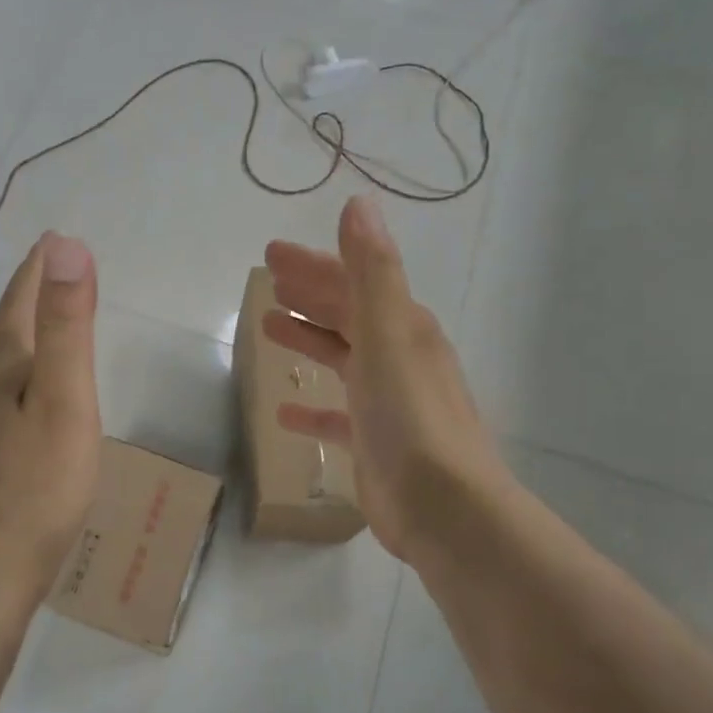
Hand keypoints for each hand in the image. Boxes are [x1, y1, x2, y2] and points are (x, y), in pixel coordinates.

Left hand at [0, 233, 101, 605]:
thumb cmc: (36, 484)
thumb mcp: (64, 398)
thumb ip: (67, 326)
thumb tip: (65, 247)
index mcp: (2, 367)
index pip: (19, 302)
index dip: (37, 269)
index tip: (52, 239)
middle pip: (5, 327)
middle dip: (27, 294)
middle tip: (47, 270)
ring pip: (1, 361)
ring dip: (22, 331)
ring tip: (42, 321)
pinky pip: (3, 391)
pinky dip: (21, 370)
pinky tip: (29, 392)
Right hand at [263, 196, 504, 571]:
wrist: (445, 508)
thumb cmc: (410, 416)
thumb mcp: (388, 335)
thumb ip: (372, 272)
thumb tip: (359, 204)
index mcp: (402, 328)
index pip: (352, 282)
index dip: (314, 265)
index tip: (271, 254)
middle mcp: (398, 358)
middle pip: (346, 315)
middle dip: (309, 294)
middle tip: (268, 280)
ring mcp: (387, 403)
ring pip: (342, 359)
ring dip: (309, 339)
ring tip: (269, 327)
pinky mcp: (374, 444)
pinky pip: (336, 416)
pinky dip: (313, 408)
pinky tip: (284, 411)